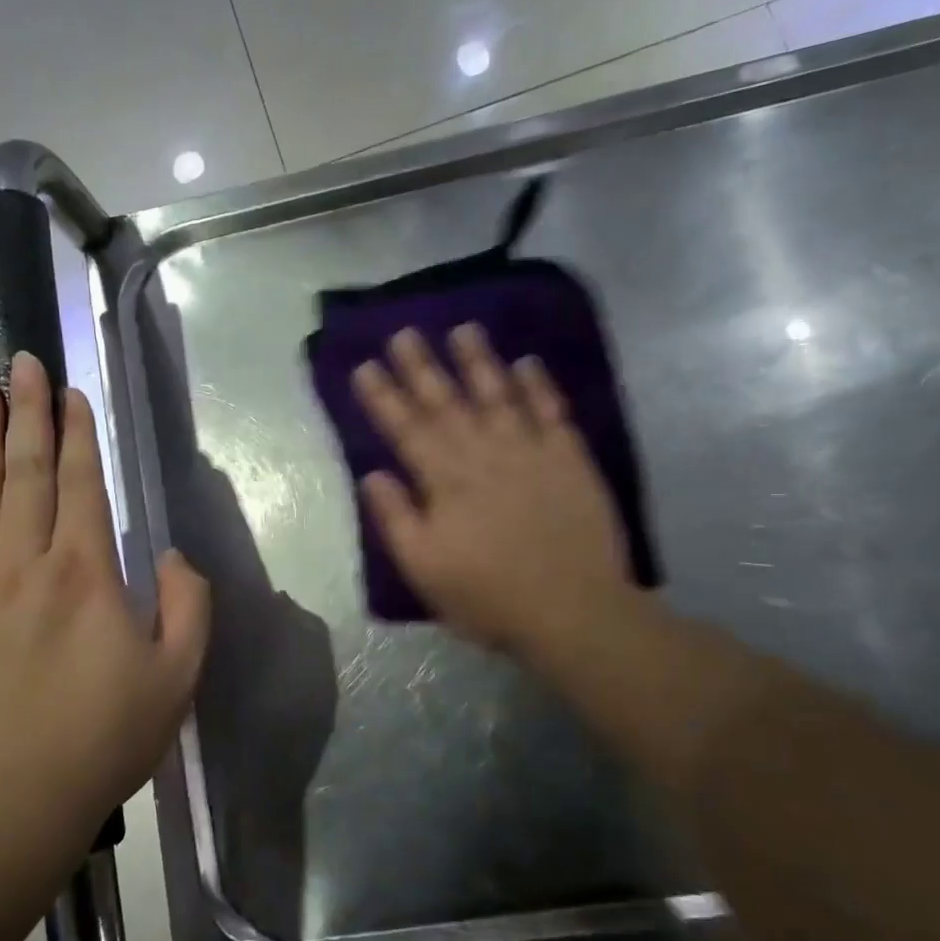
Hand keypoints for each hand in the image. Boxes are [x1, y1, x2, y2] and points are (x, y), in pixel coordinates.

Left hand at [0, 352, 209, 848]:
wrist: (10, 800)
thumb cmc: (104, 737)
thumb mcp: (177, 677)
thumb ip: (187, 604)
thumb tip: (170, 555)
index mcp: (85, 574)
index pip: (81, 484)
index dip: (77, 434)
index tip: (71, 391)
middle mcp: (26, 564)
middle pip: (24, 472)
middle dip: (24, 412)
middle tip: (18, 362)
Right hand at [351, 325, 636, 665]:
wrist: (574, 610)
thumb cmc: (489, 596)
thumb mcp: (424, 568)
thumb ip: (396, 518)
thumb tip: (372, 474)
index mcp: (444, 481)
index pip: (406, 429)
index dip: (383, 397)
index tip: (365, 366)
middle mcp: (484, 454)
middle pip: (447, 403)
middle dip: (422, 367)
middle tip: (404, 332)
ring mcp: (530, 452)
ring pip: (498, 395)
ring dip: (479, 361)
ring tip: (463, 329)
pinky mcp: (569, 459)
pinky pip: (551, 411)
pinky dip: (539, 386)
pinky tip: (528, 362)